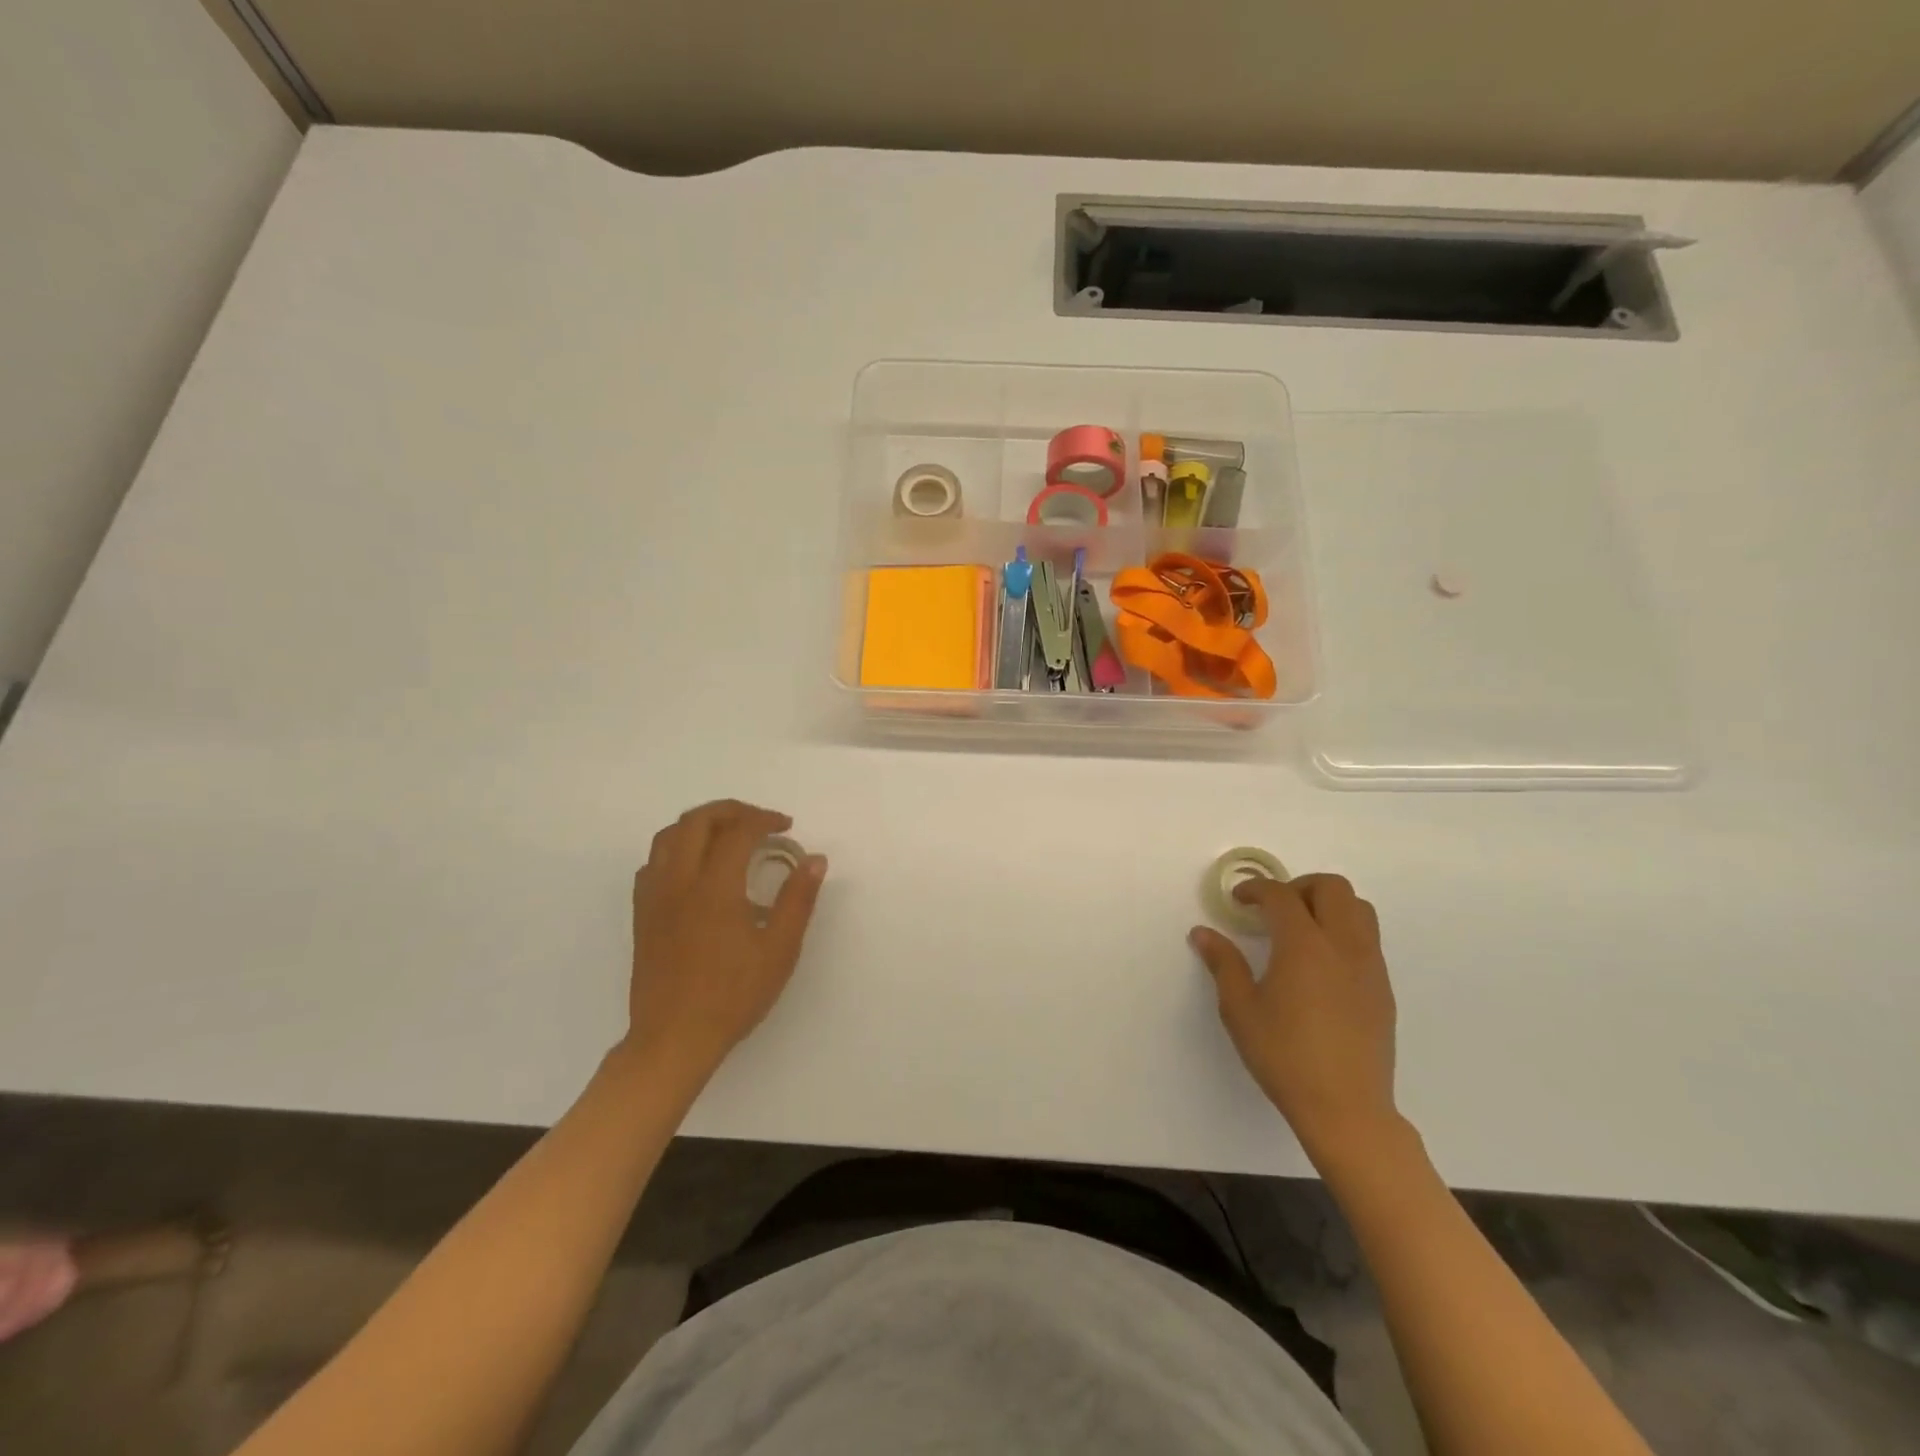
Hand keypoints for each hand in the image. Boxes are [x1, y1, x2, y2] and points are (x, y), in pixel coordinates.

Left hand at [624, 800, 826, 1083]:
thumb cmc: (733, 996)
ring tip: (728, 835)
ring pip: (668, 836)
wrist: (674, 1039)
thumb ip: (798, 899)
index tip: (787, 827)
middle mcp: (679, 882)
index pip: (738, 832)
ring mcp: (654, 897)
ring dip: (700, 824)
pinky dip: (676, 848)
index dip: (764, 820)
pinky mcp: (642, 915)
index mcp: (714, 888)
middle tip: (760, 821)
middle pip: (697, 821)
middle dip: (731, 811)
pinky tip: (696, 868)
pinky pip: (653, 862)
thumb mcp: (779, 950)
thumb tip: (815, 859)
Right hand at [1189, 874, 1398, 1160]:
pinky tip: (1321, 965)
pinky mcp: (1382, 989)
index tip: (1238, 901)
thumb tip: (1203, 933)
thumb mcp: (1240, 1009)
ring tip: (1301, 929)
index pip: (1281, 896)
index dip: (1256, 889)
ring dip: (1328, 905)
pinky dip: (1343, 932)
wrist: (1346, 1109)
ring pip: (1359, 909)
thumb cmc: (1284, 1056)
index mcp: (1304, 946)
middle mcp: (1343, 946)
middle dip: (1299, 886)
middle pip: (1331, 888)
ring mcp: (1369, 966)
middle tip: (1273, 909)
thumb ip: (1223, 964)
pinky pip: (1368, 939)